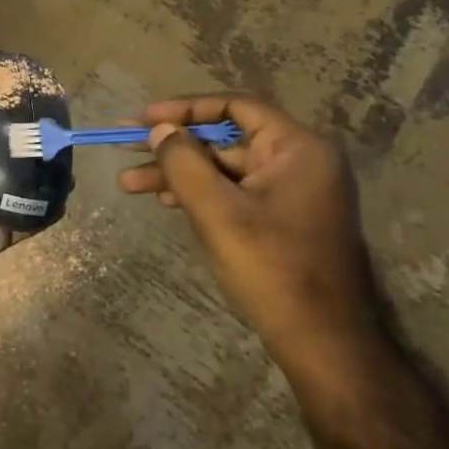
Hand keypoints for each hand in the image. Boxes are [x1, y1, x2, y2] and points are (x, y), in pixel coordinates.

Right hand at [118, 96, 382, 380]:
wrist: (323, 342)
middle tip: (125, 145)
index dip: (185, 108)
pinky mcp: (284, 219)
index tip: (144, 118)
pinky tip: (166, 201)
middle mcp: (300, 162)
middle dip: (173, 146)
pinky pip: (235, 192)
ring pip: (224, 169)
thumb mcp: (218, 211)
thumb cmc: (272, 268)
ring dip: (178, 173)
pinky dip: (200, 194)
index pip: (235, 107)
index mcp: (297, 149)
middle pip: (225, 139)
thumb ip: (184, 162)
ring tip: (129, 183)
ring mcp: (293, 192)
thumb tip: (160, 129)